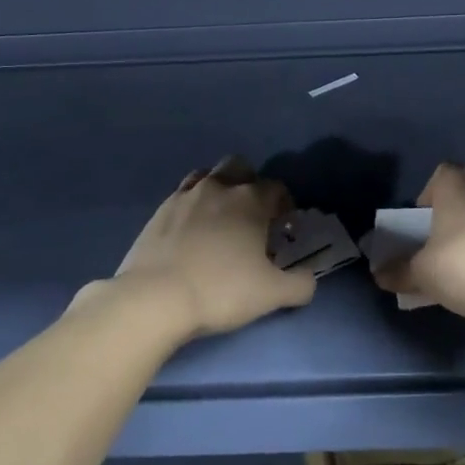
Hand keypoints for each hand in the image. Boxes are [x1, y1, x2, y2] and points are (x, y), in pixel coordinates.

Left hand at [108, 156, 315, 337]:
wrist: (155, 298)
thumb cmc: (221, 290)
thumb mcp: (273, 294)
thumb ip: (301, 284)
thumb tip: (309, 278)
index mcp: (250, 201)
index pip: (276, 188)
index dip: (285, 204)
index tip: (284, 228)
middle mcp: (218, 188)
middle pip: (239, 167)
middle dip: (250, 183)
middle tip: (252, 215)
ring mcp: (184, 196)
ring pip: (207, 175)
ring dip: (219, 189)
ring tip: (220, 219)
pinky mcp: (159, 211)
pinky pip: (182, 195)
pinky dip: (192, 205)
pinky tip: (191, 231)